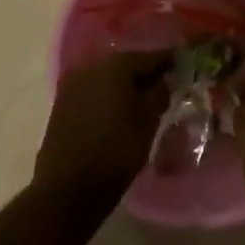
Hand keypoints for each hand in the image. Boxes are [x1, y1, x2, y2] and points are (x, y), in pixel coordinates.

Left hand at [35, 51, 170, 208]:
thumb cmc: (116, 151)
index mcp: (116, 65)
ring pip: (107, 78)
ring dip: (124, 86)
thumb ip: (159, 94)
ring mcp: (73, 84)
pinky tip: (118, 109)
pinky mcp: (61, 103)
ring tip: (142, 99)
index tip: (182, 64)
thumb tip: (164, 81)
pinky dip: (107, 96)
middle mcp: (92, 66)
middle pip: (126, 64)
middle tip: (164, 83)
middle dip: (145, 73)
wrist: (67, 188)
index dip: (168, 61)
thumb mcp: (148, 122)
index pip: (150, 56)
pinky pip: (93, 91)